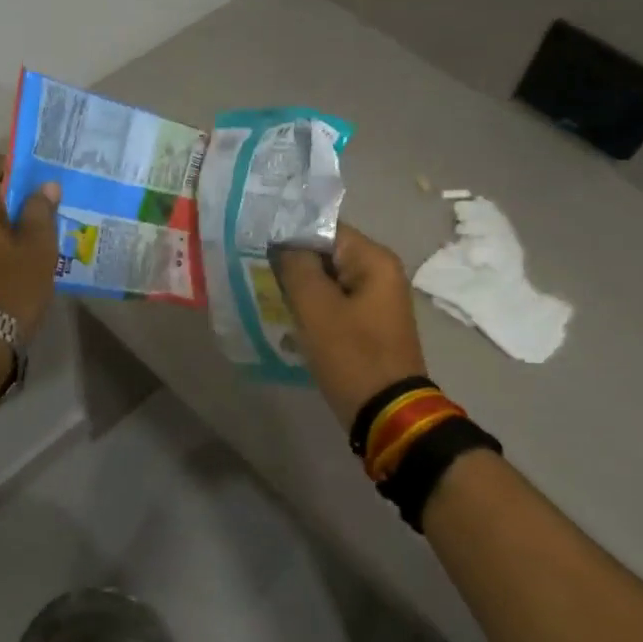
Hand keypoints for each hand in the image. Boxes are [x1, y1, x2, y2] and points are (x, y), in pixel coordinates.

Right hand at [272, 223, 428, 429]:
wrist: (386, 413)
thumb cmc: (351, 355)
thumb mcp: (316, 308)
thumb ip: (296, 266)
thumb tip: (281, 242)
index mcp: (374, 260)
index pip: (325, 228)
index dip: (290, 233)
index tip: (257, 245)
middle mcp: (380, 273)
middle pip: (327, 253)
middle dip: (293, 261)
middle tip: (256, 270)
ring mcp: (375, 300)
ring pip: (327, 280)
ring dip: (300, 286)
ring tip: (266, 292)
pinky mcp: (367, 324)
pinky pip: (334, 303)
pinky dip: (312, 307)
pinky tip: (288, 317)